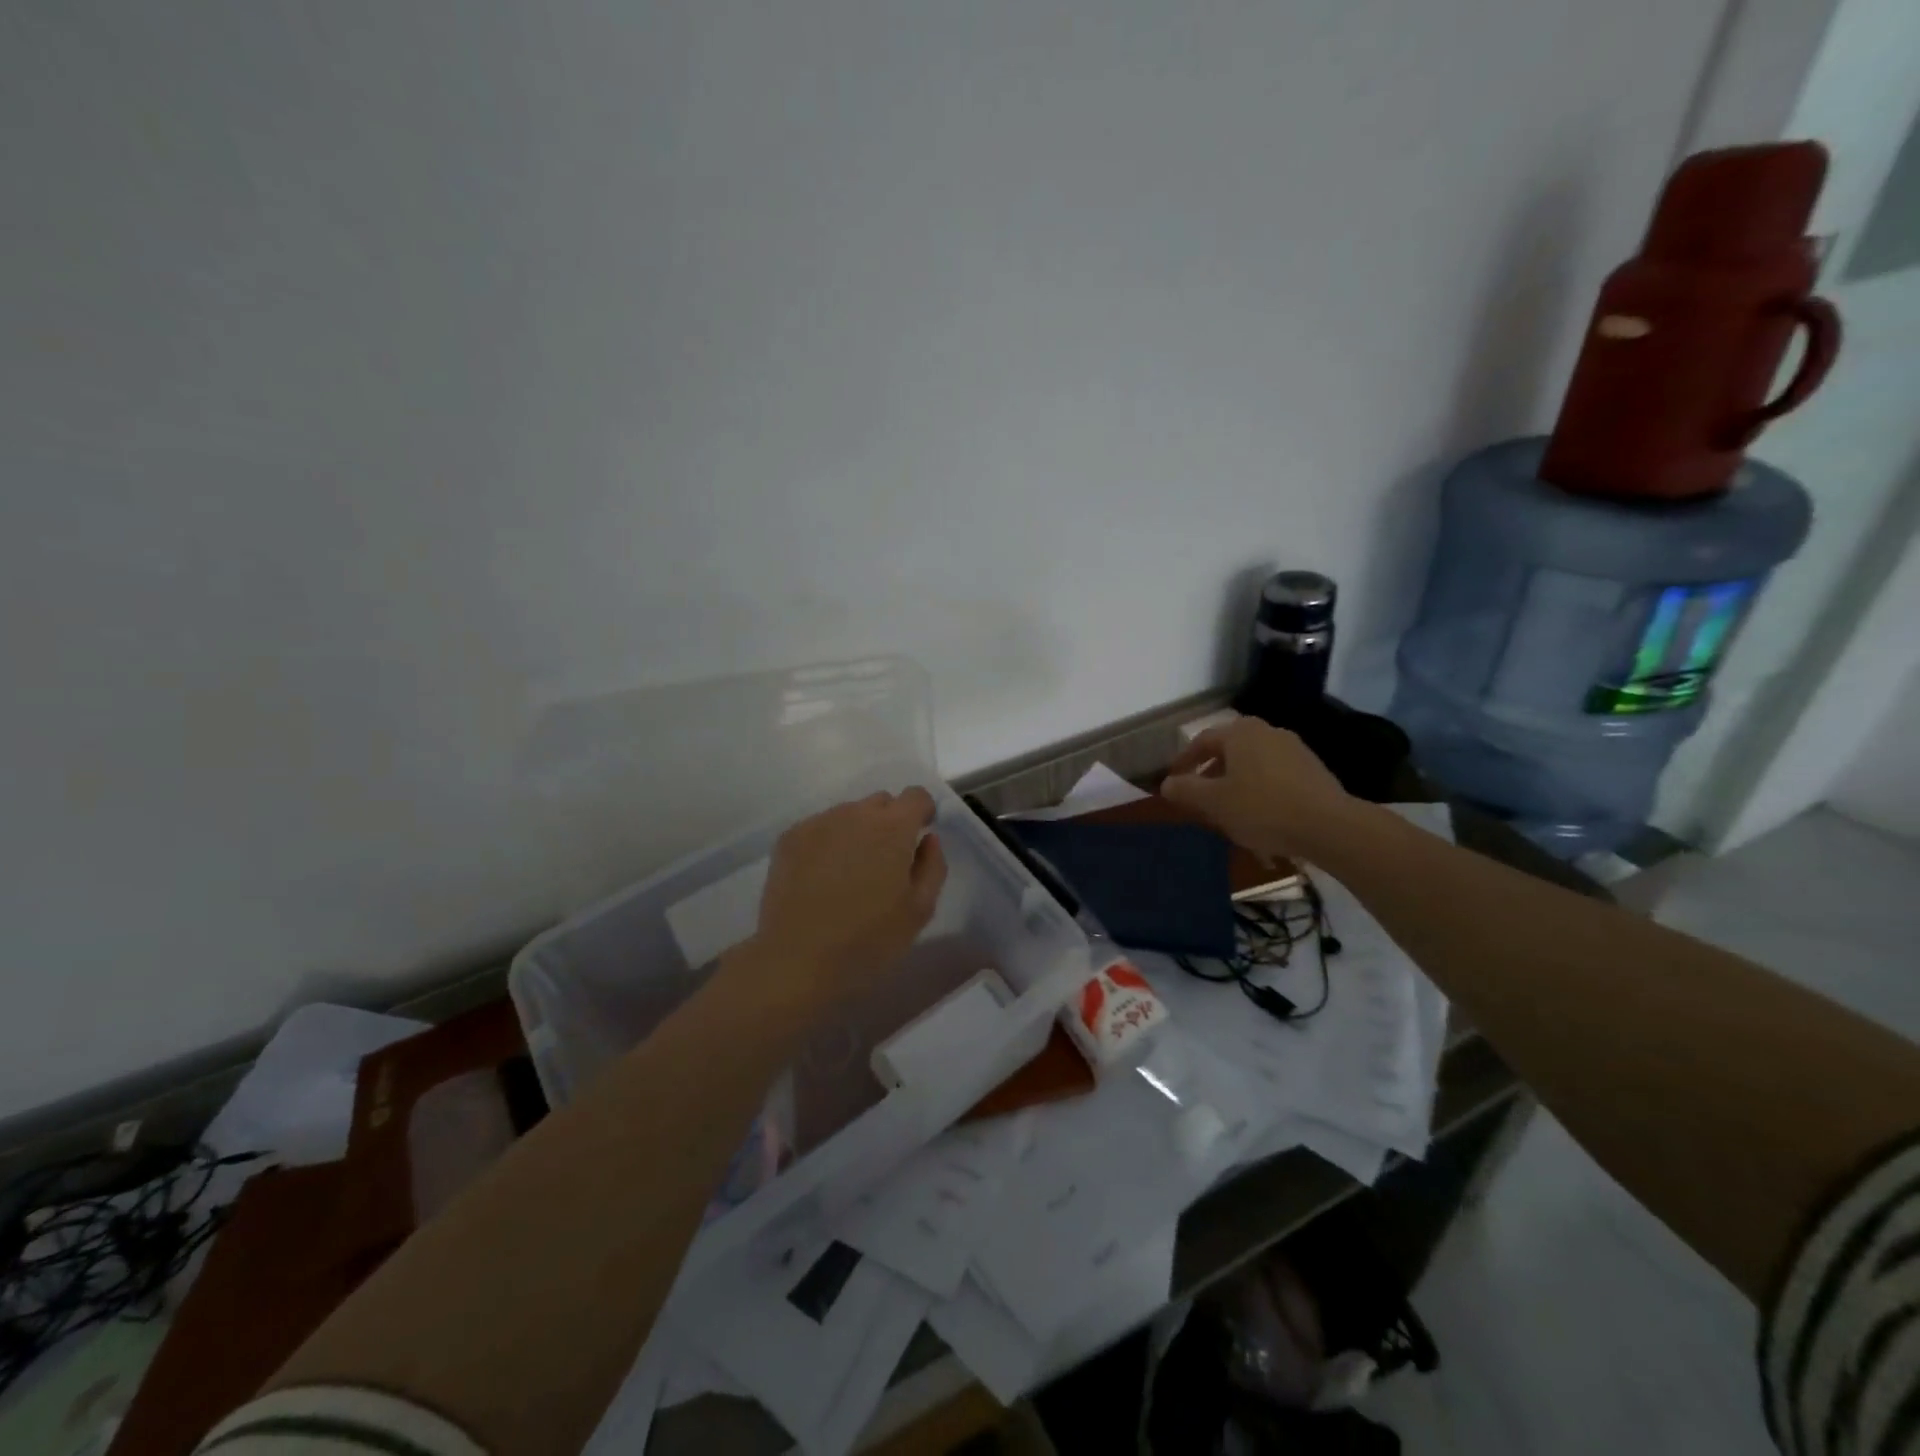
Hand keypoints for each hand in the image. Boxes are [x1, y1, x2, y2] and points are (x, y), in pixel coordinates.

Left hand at [745, 787, 948, 1009]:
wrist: (797, 959)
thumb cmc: (868, 939)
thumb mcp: (919, 910)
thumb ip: (932, 866)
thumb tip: (928, 839)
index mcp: (892, 827)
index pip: (916, 795)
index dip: (923, 812)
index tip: (919, 836)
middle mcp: (855, 813)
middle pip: (881, 802)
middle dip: (890, 822)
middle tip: (885, 862)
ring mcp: (818, 822)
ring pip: (848, 814)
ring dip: (857, 832)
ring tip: (850, 873)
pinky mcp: (789, 837)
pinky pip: (820, 828)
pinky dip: (828, 842)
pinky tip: (822, 877)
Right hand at [1160, 717, 1357, 861]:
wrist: (1329, 826)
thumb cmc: (1262, 808)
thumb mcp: (1214, 802)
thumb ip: (1186, 790)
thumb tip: (1167, 783)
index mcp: (1240, 732)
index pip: (1202, 741)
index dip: (1184, 762)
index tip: (1174, 781)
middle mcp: (1267, 731)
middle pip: (1229, 751)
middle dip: (1211, 773)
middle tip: (1200, 797)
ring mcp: (1294, 749)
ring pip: (1253, 764)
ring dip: (1236, 783)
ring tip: (1228, 810)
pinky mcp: (1313, 769)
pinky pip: (1275, 776)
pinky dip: (1260, 790)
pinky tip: (1260, 815)